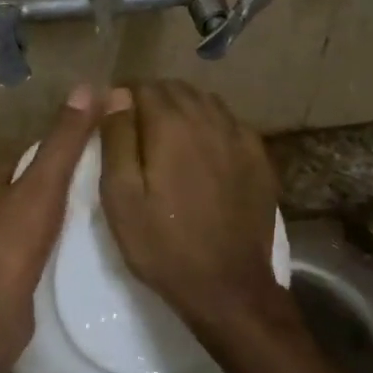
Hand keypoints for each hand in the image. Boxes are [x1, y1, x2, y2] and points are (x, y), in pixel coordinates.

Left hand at [0, 86, 100, 352]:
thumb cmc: (9, 244)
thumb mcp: (44, 185)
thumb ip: (65, 139)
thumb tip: (88, 87)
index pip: (10, 163)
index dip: (42, 173)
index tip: (68, 187)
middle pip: (4, 194)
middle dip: (32, 203)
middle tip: (67, 215)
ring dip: (24, 232)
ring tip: (57, 242)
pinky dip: (14, 258)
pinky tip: (36, 267)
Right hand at [99, 81, 284, 337]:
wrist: (227, 285)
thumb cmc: (163, 244)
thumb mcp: (121, 197)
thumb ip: (116, 139)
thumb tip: (116, 95)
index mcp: (171, 124)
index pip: (143, 87)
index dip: (123, 97)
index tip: (112, 119)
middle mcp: (209, 118)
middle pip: (176, 89)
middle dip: (153, 100)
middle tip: (136, 130)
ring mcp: (240, 136)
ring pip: (205, 102)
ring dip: (183, 109)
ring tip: (167, 139)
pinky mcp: (259, 157)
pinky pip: (229, 123)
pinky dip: (210, 126)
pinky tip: (203, 152)